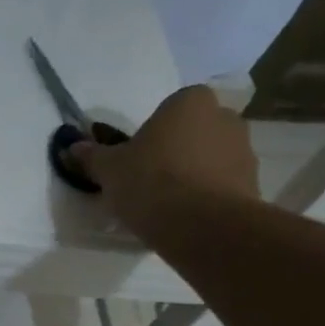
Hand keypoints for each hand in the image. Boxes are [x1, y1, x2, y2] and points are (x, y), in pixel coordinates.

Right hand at [69, 84, 260, 235]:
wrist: (201, 224)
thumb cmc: (151, 182)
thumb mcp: (109, 169)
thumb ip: (92, 156)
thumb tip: (72, 147)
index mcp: (190, 101)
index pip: (169, 109)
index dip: (151, 134)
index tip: (136, 159)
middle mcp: (224, 116)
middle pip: (193, 131)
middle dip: (175, 151)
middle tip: (149, 181)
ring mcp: (244, 149)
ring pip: (209, 157)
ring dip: (193, 174)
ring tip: (167, 205)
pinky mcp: (253, 182)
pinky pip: (222, 184)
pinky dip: (207, 195)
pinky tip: (186, 217)